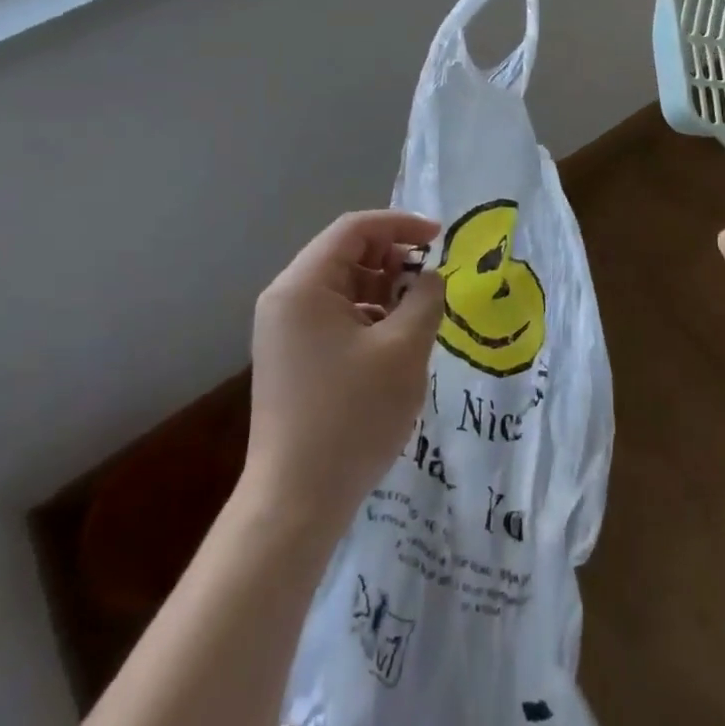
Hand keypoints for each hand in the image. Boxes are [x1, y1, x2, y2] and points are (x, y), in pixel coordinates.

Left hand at [243, 210, 444, 541]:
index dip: (401, 225)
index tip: (440, 238)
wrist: (297, 500)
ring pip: (341, 287)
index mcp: (303, 286)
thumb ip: (425, 299)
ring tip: (419, 311)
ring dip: (383, 289)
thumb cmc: (353, 416)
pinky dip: (367, 315)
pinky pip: (334, 316)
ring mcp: (284, 331)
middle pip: (345, 254)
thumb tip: (430, 277)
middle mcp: (286, 299)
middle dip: (393, 258)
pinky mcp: (291, 357)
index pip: (354, 229)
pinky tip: (395, 340)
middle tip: (432, 279)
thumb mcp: (404, 349)